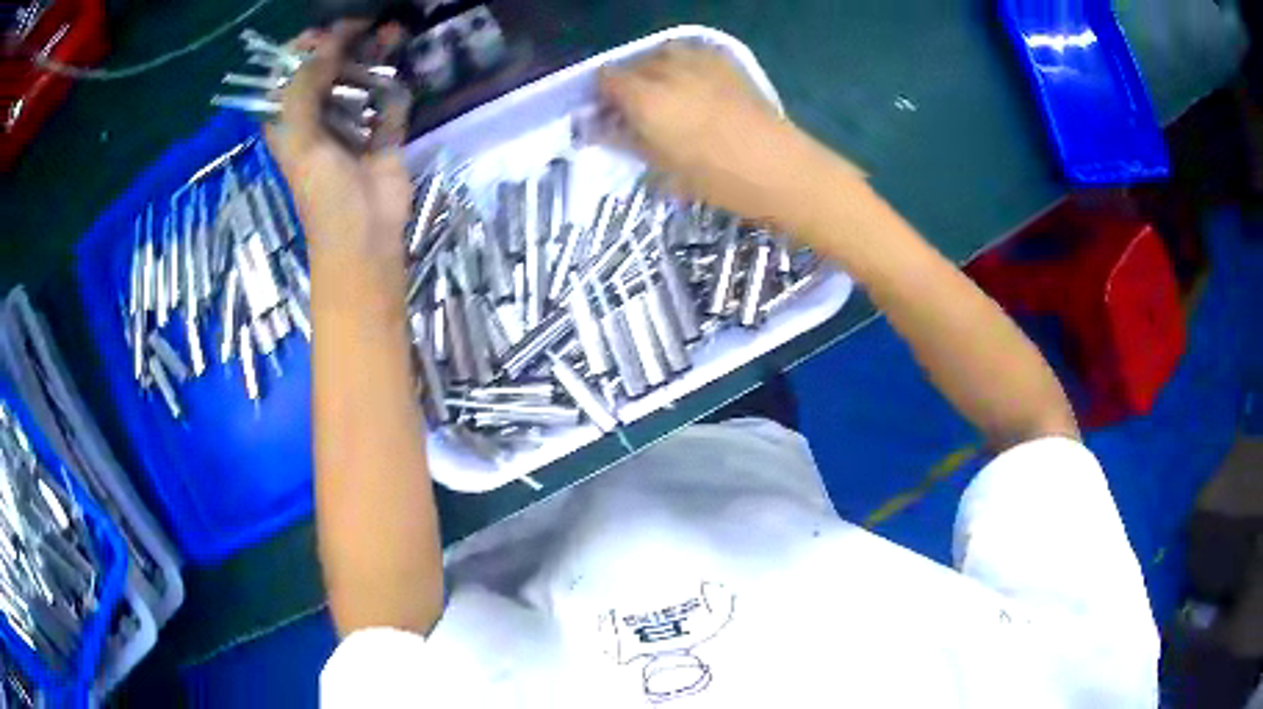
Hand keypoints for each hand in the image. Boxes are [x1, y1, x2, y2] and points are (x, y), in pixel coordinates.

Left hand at [265, 24, 412, 260]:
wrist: (366, 237)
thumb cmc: (323, 195)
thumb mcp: (301, 140)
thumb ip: (304, 89)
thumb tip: (325, 41)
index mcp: (291, 121)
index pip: (290, 74)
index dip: (304, 48)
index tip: (326, 32)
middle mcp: (319, 117)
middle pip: (328, 70)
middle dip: (345, 43)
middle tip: (365, 24)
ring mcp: (353, 124)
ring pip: (361, 79)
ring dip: (375, 54)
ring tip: (393, 31)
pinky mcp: (383, 133)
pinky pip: (389, 99)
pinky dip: (395, 81)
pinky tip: (401, 62)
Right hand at [599, 43, 847, 227]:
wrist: (779, 167)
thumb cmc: (717, 178)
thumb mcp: (662, 167)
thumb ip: (627, 140)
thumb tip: (604, 127)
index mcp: (645, 97)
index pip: (606, 78)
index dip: (603, 95)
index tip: (610, 113)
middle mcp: (667, 69)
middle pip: (634, 64)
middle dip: (629, 83)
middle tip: (639, 110)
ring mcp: (700, 60)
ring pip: (663, 54)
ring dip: (657, 69)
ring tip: (668, 93)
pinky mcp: (726, 61)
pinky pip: (693, 52)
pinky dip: (685, 63)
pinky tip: (695, 83)